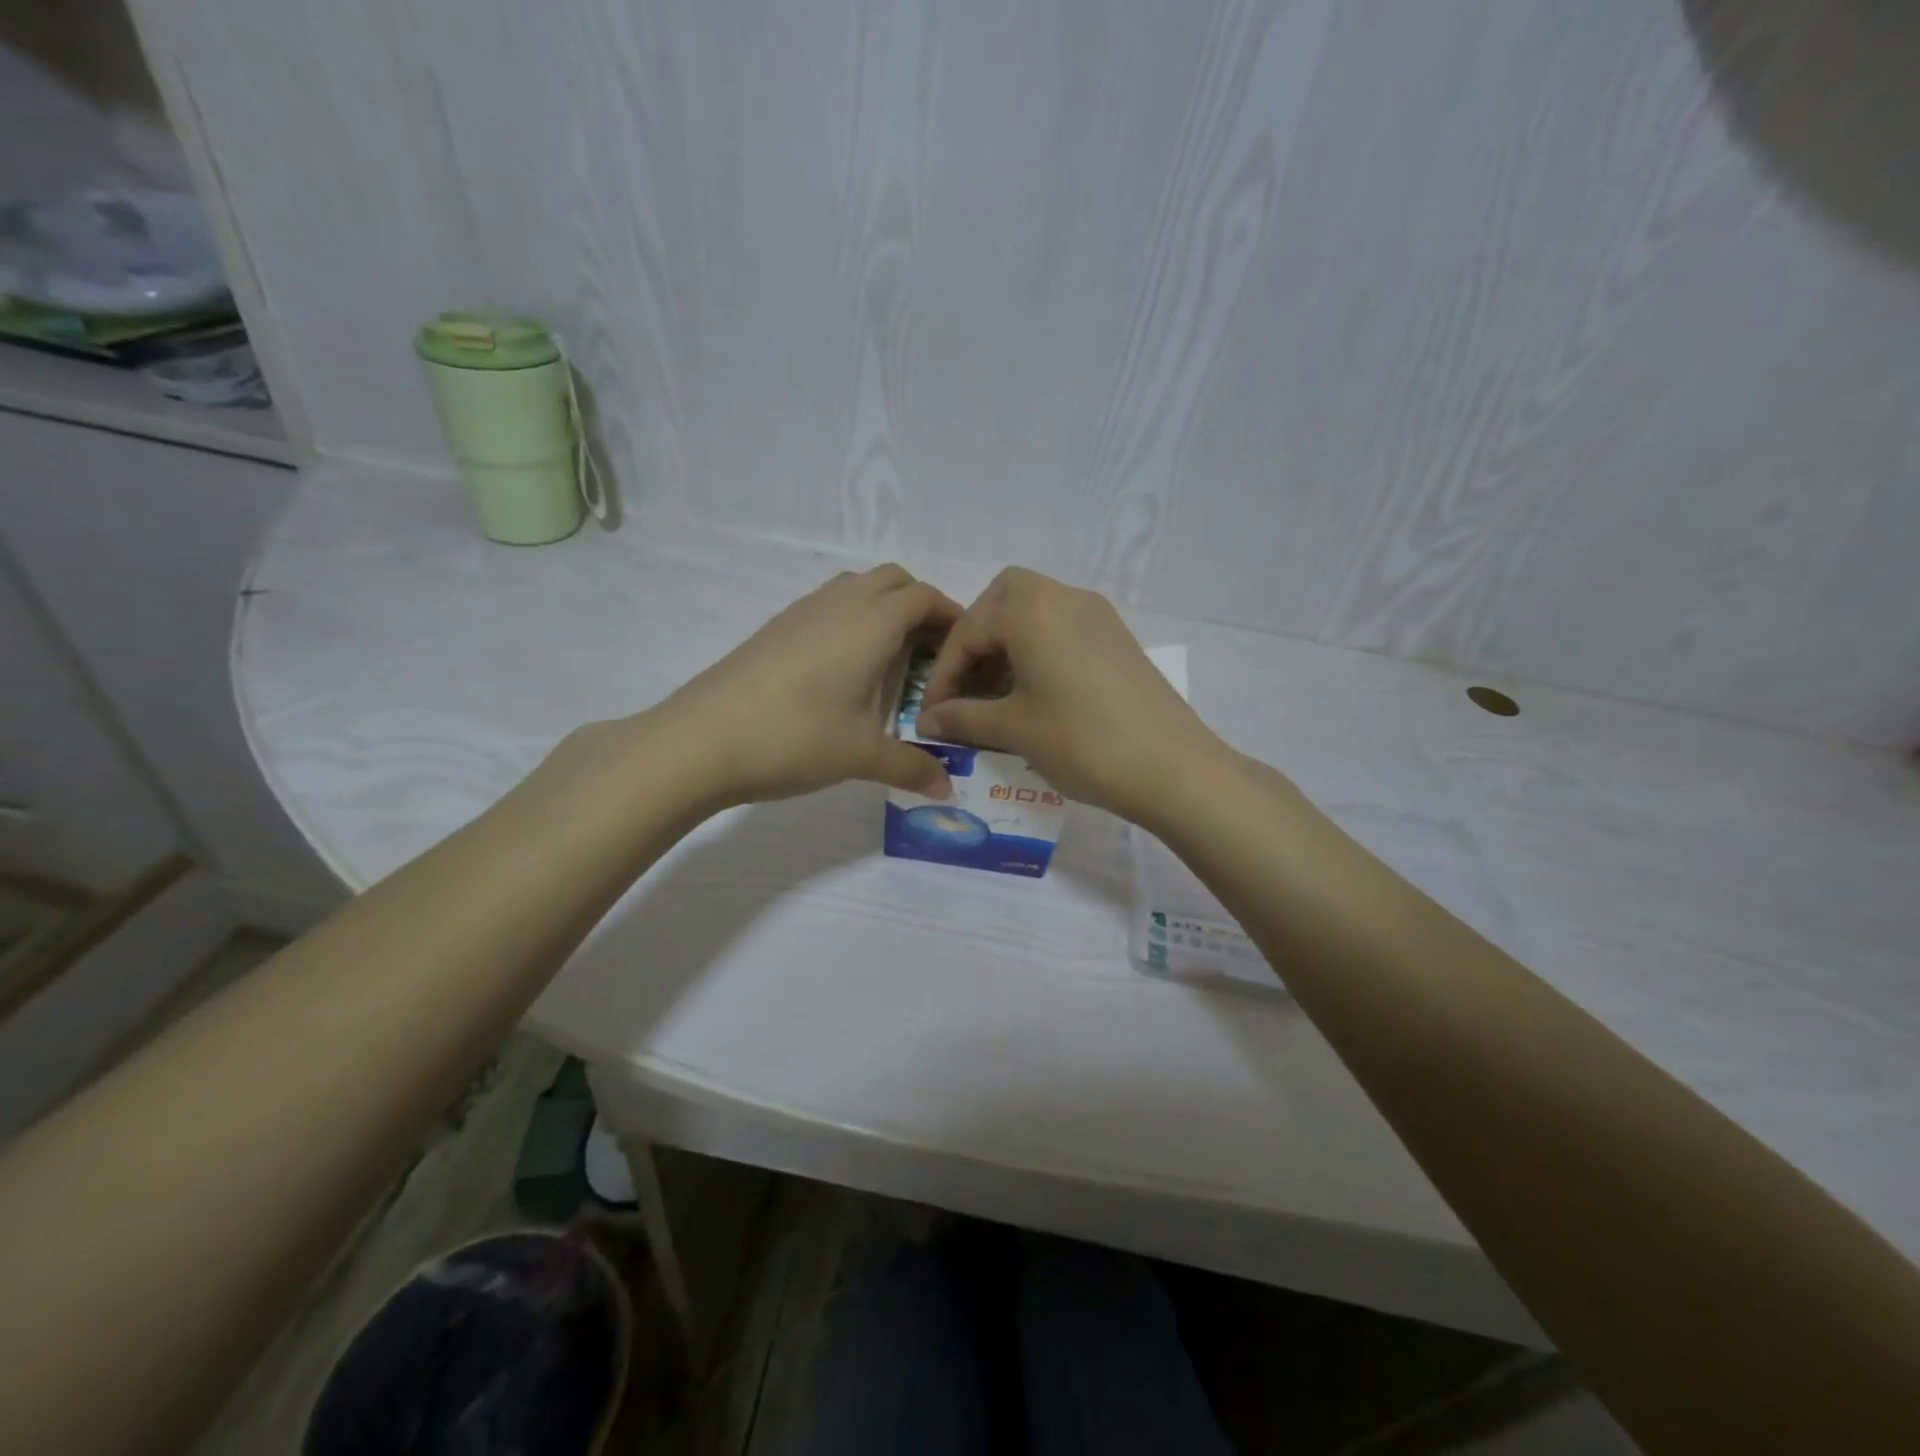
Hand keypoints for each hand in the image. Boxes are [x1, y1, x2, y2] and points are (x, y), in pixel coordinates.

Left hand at [652, 564, 959, 806]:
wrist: (700, 740)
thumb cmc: (795, 738)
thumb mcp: (862, 756)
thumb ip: (911, 766)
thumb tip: (945, 789)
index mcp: (871, 623)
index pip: (925, 597)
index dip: (952, 616)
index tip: (964, 651)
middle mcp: (840, 604)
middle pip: (893, 580)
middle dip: (920, 606)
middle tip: (929, 655)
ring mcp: (802, 611)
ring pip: (856, 588)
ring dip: (882, 610)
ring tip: (889, 661)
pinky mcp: (775, 628)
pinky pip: (827, 606)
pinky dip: (850, 621)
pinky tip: (842, 671)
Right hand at [914, 568, 1217, 826]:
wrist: (1173, 767)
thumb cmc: (1082, 742)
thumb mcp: (1014, 729)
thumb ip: (963, 717)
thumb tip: (928, 719)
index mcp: (1031, 610)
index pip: (968, 630)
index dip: (944, 675)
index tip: (932, 715)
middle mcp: (1064, 597)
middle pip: (1004, 599)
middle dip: (976, 638)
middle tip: (966, 684)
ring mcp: (1097, 614)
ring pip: (1036, 610)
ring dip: (1008, 643)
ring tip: (996, 694)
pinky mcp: (1118, 637)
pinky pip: (1063, 627)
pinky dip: (1039, 647)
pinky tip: (1036, 692)